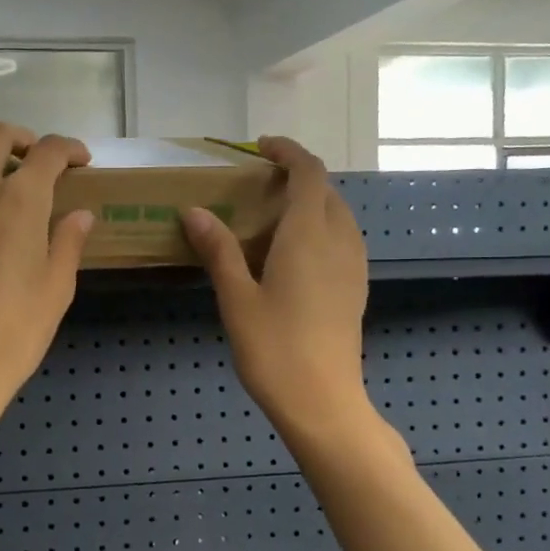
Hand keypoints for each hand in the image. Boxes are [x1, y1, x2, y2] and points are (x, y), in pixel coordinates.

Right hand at [182, 137, 376, 441]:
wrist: (323, 402)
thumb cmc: (274, 349)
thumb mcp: (236, 298)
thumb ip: (218, 250)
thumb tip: (195, 211)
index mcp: (309, 236)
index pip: (308, 173)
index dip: (288, 152)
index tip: (260, 148)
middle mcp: (339, 242)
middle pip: (326, 191)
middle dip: (296, 177)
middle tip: (257, 185)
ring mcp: (353, 266)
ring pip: (338, 215)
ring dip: (310, 203)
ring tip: (271, 216)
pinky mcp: (355, 288)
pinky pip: (342, 239)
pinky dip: (319, 228)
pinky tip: (291, 254)